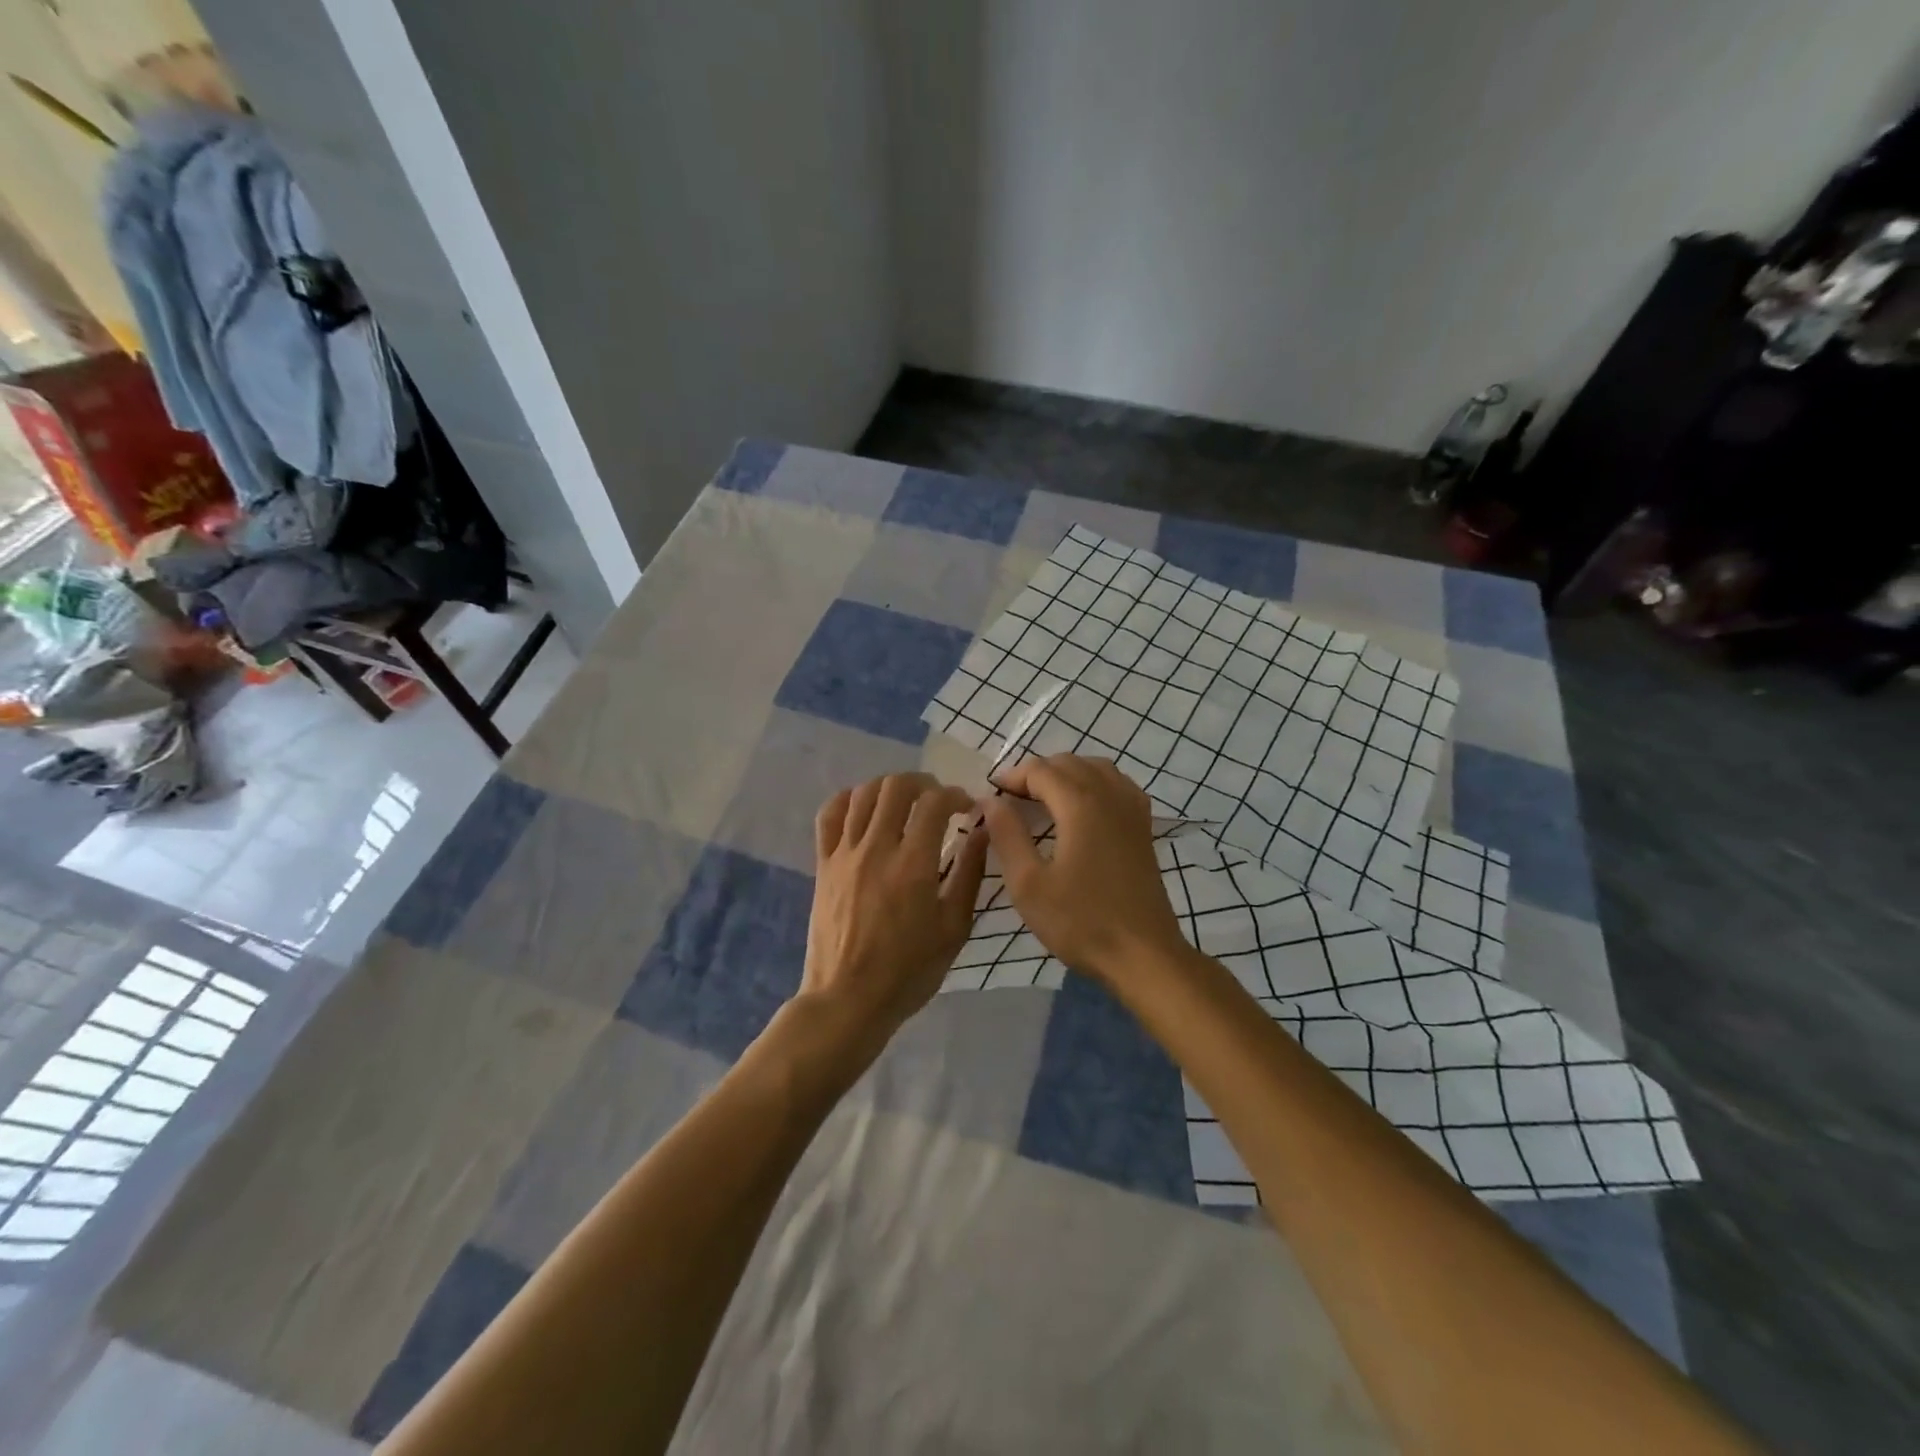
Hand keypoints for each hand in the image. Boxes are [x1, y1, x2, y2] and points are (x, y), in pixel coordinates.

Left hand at [801, 773, 988, 1054]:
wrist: (849, 999)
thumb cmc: (910, 970)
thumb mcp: (954, 927)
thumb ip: (970, 873)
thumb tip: (982, 830)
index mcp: (913, 864)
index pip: (934, 802)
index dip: (955, 795)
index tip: (966, 808)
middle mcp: (876, 848)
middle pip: (896, 786)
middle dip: (924, 783)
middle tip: (938, 801)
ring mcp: (845, 854)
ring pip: (863, 793)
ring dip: (889, 788)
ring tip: (905, 803)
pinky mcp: (823, 864)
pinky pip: (829, 815)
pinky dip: (848, 800)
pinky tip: (864, 809)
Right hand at [983, 755, 1187, 987]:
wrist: (1143, 954)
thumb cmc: (1080, 921)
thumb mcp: (1028, 884)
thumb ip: (1007, 835)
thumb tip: (990, 801)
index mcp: (1080, 804)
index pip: (1040, 770)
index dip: (1011, 777)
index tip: (990, 796)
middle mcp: (1110, 795)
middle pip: (1069, 763)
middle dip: (1036, 773)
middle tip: (1010, 801)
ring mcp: (1132, 810)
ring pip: (1096, 768)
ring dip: (1066, 774)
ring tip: (1042, 800)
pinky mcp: (1144, 828)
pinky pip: (1117, 785)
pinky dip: (1094, 784)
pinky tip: (1082, 808)